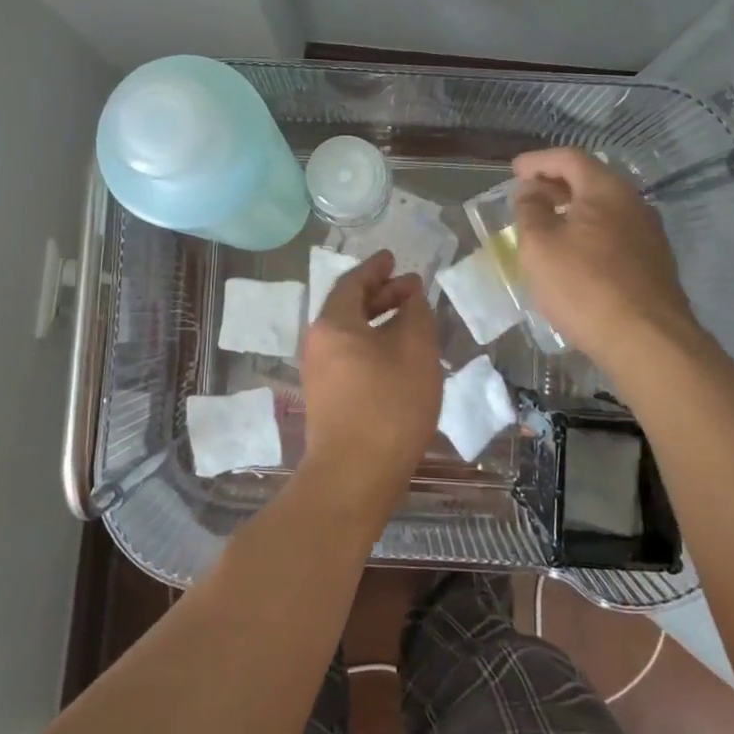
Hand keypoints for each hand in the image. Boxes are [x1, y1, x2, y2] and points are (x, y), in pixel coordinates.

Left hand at [298, 250, 442, 514]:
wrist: (354, 475)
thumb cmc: (389, 405)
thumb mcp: (415, 351)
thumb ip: (416, 315)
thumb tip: (411, 297)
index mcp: (333, 324)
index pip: (352, 282)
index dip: (376, 268)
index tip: (394, 258)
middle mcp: (317, 343)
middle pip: (348, 307)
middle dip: (380, 294)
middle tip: (411, 288)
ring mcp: (318, 374)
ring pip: (349, 334)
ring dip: (378, 321)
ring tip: (409, 320)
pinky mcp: (326, 399)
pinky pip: (349, 356)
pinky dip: (372, 344)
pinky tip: (397, 357)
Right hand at [510, 147, 701, 369]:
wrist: (647, 340)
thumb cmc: (585, 286)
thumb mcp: (540, 245)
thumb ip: (530, 210)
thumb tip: (531, 191)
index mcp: (606, 189)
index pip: (569, 158)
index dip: (538, 161)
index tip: (514, 171)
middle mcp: (633, 203)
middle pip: (590, 180)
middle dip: (556, 184)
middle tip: (527, 195)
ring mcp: (648, 234)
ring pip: (604, 209)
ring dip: (573, 210)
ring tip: (546, 225)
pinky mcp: (653, 264)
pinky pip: (614, 234)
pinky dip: (588, 233)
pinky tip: (574, 255)